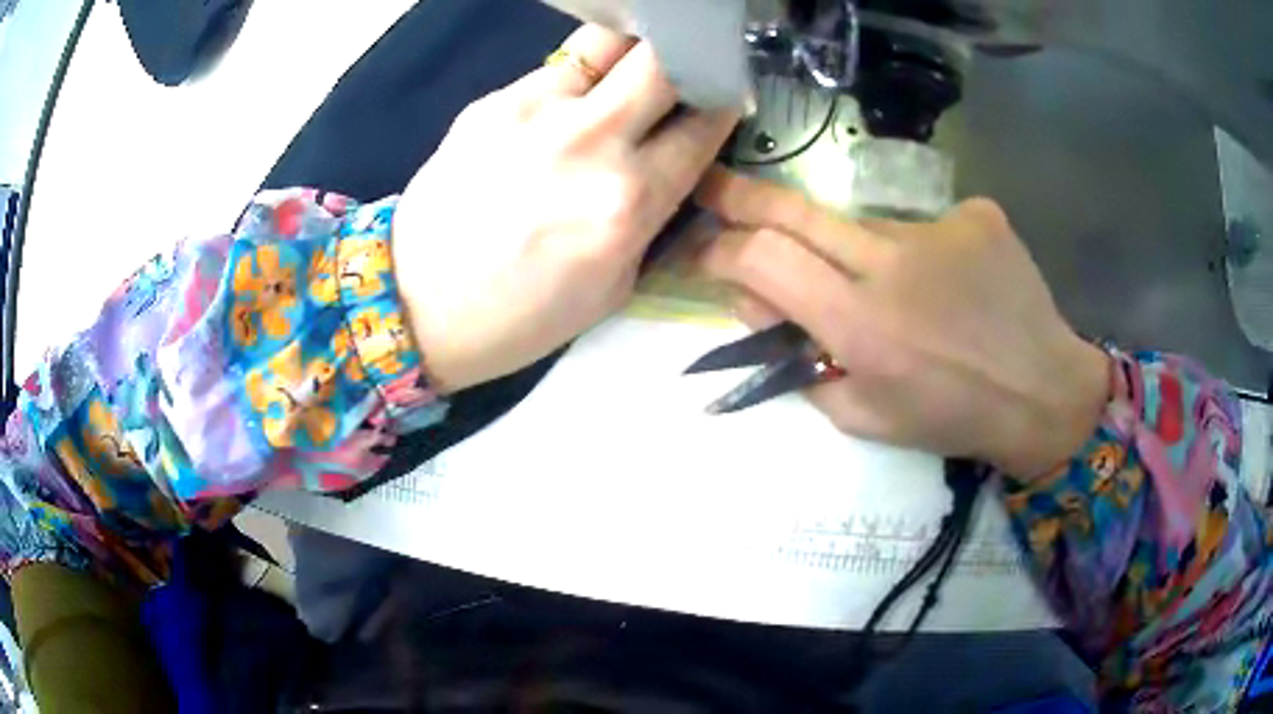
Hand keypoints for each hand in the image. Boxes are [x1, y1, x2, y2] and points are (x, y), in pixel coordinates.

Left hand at [391, 25, 738, 392]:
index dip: (724, 102)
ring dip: (624, 64)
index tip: (725, 95)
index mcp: (628, 201)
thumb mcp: (614, 287)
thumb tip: (675, 166)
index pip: (703, 125)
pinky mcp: (492, 101)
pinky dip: (569, 85)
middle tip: (683, 73)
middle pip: (663, 59)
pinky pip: (554, 72)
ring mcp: (535, 111)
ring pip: (607, 48)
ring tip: (614, 90)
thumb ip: (653, 218)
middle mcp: (590, 141)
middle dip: (685, 59)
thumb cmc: (520, 316)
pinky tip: (553, 117)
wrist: (415, 303)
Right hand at [695, 168, 1109, 478]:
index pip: (763, 259)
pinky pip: (922, 225)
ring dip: (855, 253)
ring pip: (863, 225)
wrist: (1042, 393)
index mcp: (861, 326)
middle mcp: (892, 263)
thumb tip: (759, 307)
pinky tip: (950, 285)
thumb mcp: (861, 417)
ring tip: (902, 296)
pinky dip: (920, 254)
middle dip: (739, 197)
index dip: (721, 250)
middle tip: (713, 189)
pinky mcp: (976, 214)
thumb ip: (800, 364)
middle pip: (794, 209)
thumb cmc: (950, 418)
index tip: (706, 252)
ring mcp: (939, 228)